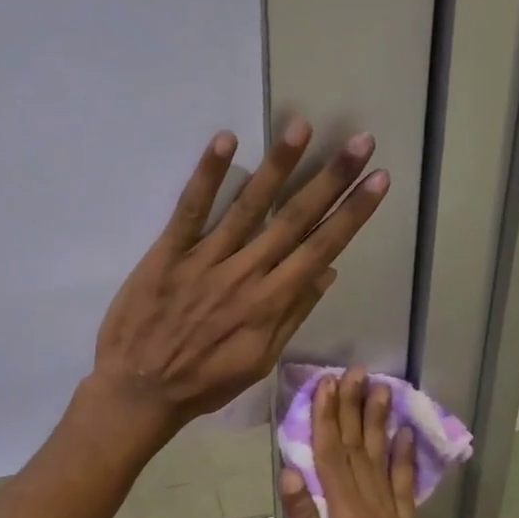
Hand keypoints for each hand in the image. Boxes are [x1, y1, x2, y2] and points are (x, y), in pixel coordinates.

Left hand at [92, 120, 388, 436]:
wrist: (140, 391)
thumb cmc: (204, 382)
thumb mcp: (259, 361)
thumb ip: (293, 315)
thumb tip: (328, 272)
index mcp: (270, 303)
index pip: (321, 248)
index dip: (352, 213)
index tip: (378, 180)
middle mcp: (246, 274)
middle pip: (294, 219)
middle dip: (331, 179)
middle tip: (360, 141)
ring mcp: (206, 260)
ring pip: (248, 206)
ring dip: (278, 164)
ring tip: (302, 126)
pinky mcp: (168, 253)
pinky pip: (190, 208)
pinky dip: (208, 174)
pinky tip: (226, 140)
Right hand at [278, 368, 440, 517]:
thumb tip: (291, 471)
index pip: (332, 457)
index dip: (328, 419)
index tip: (326, 386)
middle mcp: (372, 509)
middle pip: (359, 449)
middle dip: (354, 409)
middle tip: (354, 373)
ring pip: (382, 460)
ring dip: (379, 423)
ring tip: (381, 389)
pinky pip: (404, 487)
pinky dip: (404, 459)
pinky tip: (404, 436)